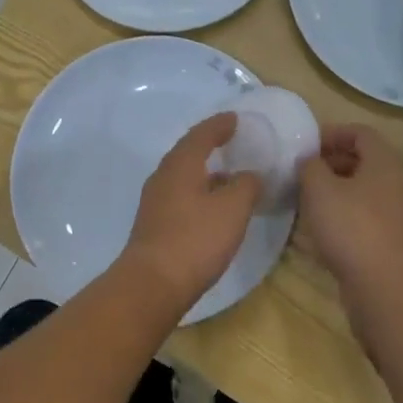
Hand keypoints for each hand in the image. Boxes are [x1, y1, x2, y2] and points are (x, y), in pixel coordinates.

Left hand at [120, 113, 262, 309]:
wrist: (153, 283)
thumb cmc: (195, 239)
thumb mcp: (233, 209)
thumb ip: (246, 185)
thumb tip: (249, 175)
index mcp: (181, 165)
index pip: (201, 135)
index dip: (219, 125)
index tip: (234, 118)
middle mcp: (163, 177)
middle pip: (187, 153)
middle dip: (208, 145)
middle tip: (229, 141)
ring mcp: (155, 203)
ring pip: (182, 177)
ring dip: (204, 173)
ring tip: (228, 176)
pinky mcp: (154, 226)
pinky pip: (180, 197)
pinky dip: (198, 194)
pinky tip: (212, 208)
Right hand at [298, 125, 402, 299]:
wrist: (382, 285)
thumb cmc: (351, 227)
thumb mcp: (319, 188)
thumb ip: (309, 166)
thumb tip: (308, 161)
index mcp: (384, 163)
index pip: (361, 133)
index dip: (332, 132)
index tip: (306, 145)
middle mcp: (394, 183)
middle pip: (362, 161)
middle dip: (330, 161)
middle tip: (301, 171)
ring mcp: (393, 213)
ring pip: (360, 190)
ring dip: (332, 190)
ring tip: (303, 198)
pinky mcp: (387, 239)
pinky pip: (361, 215)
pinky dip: (340, 213)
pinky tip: (317, 226)